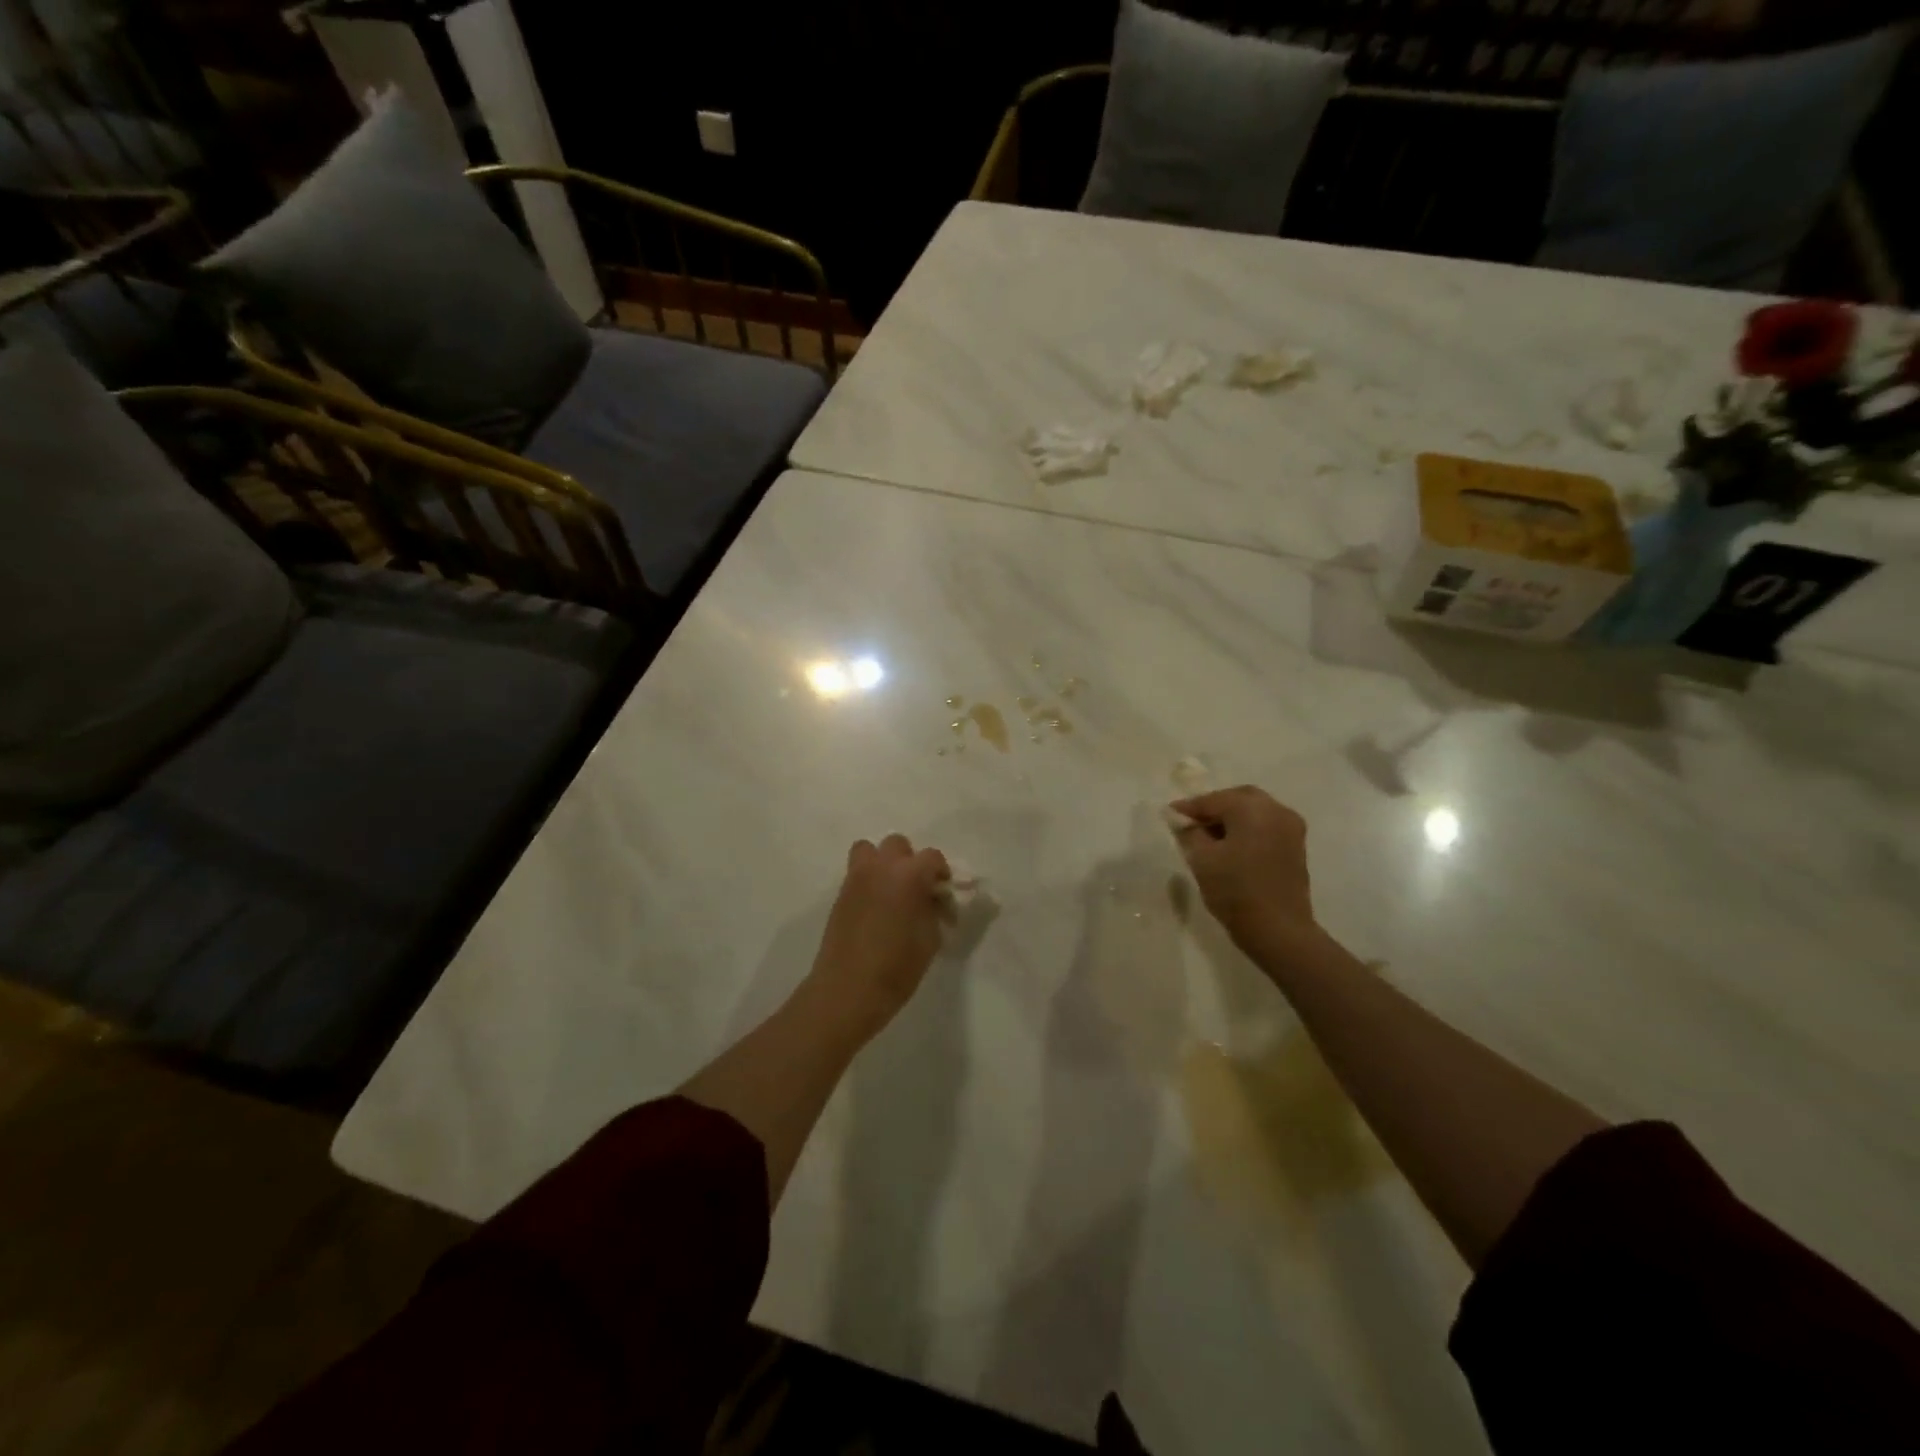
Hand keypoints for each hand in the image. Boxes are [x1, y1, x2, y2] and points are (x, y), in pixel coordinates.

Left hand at [806, 834, 950, 1035]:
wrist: (848, 990)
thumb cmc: (897, 968)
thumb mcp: (930, 939)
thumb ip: (934, 910)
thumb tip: (933, 899)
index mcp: (908, 875)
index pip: (932, 857)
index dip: (941, 872)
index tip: (943, 894)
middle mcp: (880, 867)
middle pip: (898, 845)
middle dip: (910, 861)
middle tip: (916, 889)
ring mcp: (856, 878)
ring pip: (869, 850)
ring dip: (883, 863)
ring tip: (891, 890)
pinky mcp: (840, 894)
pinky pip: (857, 872)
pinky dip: (868, 880)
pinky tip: (875, 908)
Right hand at [1171, 786, 1320, 964]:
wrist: (1279, 930)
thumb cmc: (1235, 891)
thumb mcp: (1202, 860)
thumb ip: (1189, 832)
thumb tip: (1181, 819)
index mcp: (1252, 809)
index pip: (1214, 800)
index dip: (1189, 808)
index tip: (1169, 815)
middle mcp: (1276, 810)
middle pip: (1238, 798)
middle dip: (1213, 807)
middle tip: (1190, 822)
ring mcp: (1291, 828)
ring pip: (1254, 811)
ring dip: (1231, 817)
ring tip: (1208, 836)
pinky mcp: (1296, 846)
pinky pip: (1266, 825)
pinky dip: (1247, 828)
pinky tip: (1230, 845)